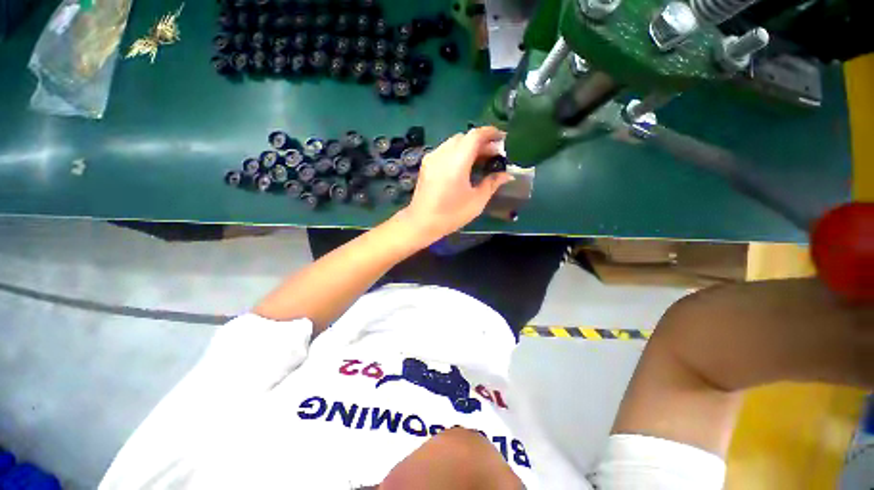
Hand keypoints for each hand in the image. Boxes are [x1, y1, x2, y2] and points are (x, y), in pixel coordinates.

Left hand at [400, 126, 513, 240]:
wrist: (421, 222)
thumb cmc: (451, 214)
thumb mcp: (476, 202)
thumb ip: (492, 183)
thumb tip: (507, 175)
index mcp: (456, 162)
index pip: (475, 136)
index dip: (490, 133)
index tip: (502, 138)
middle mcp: (442, 154)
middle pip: (464, 137)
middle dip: (481, 142)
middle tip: (494, 154)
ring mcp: (432, 157)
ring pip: (454, 142)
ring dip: (469, 146)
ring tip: (480, 160)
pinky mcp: (426, 163)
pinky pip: (445, 149)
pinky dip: (457, 152)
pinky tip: (463, 165)